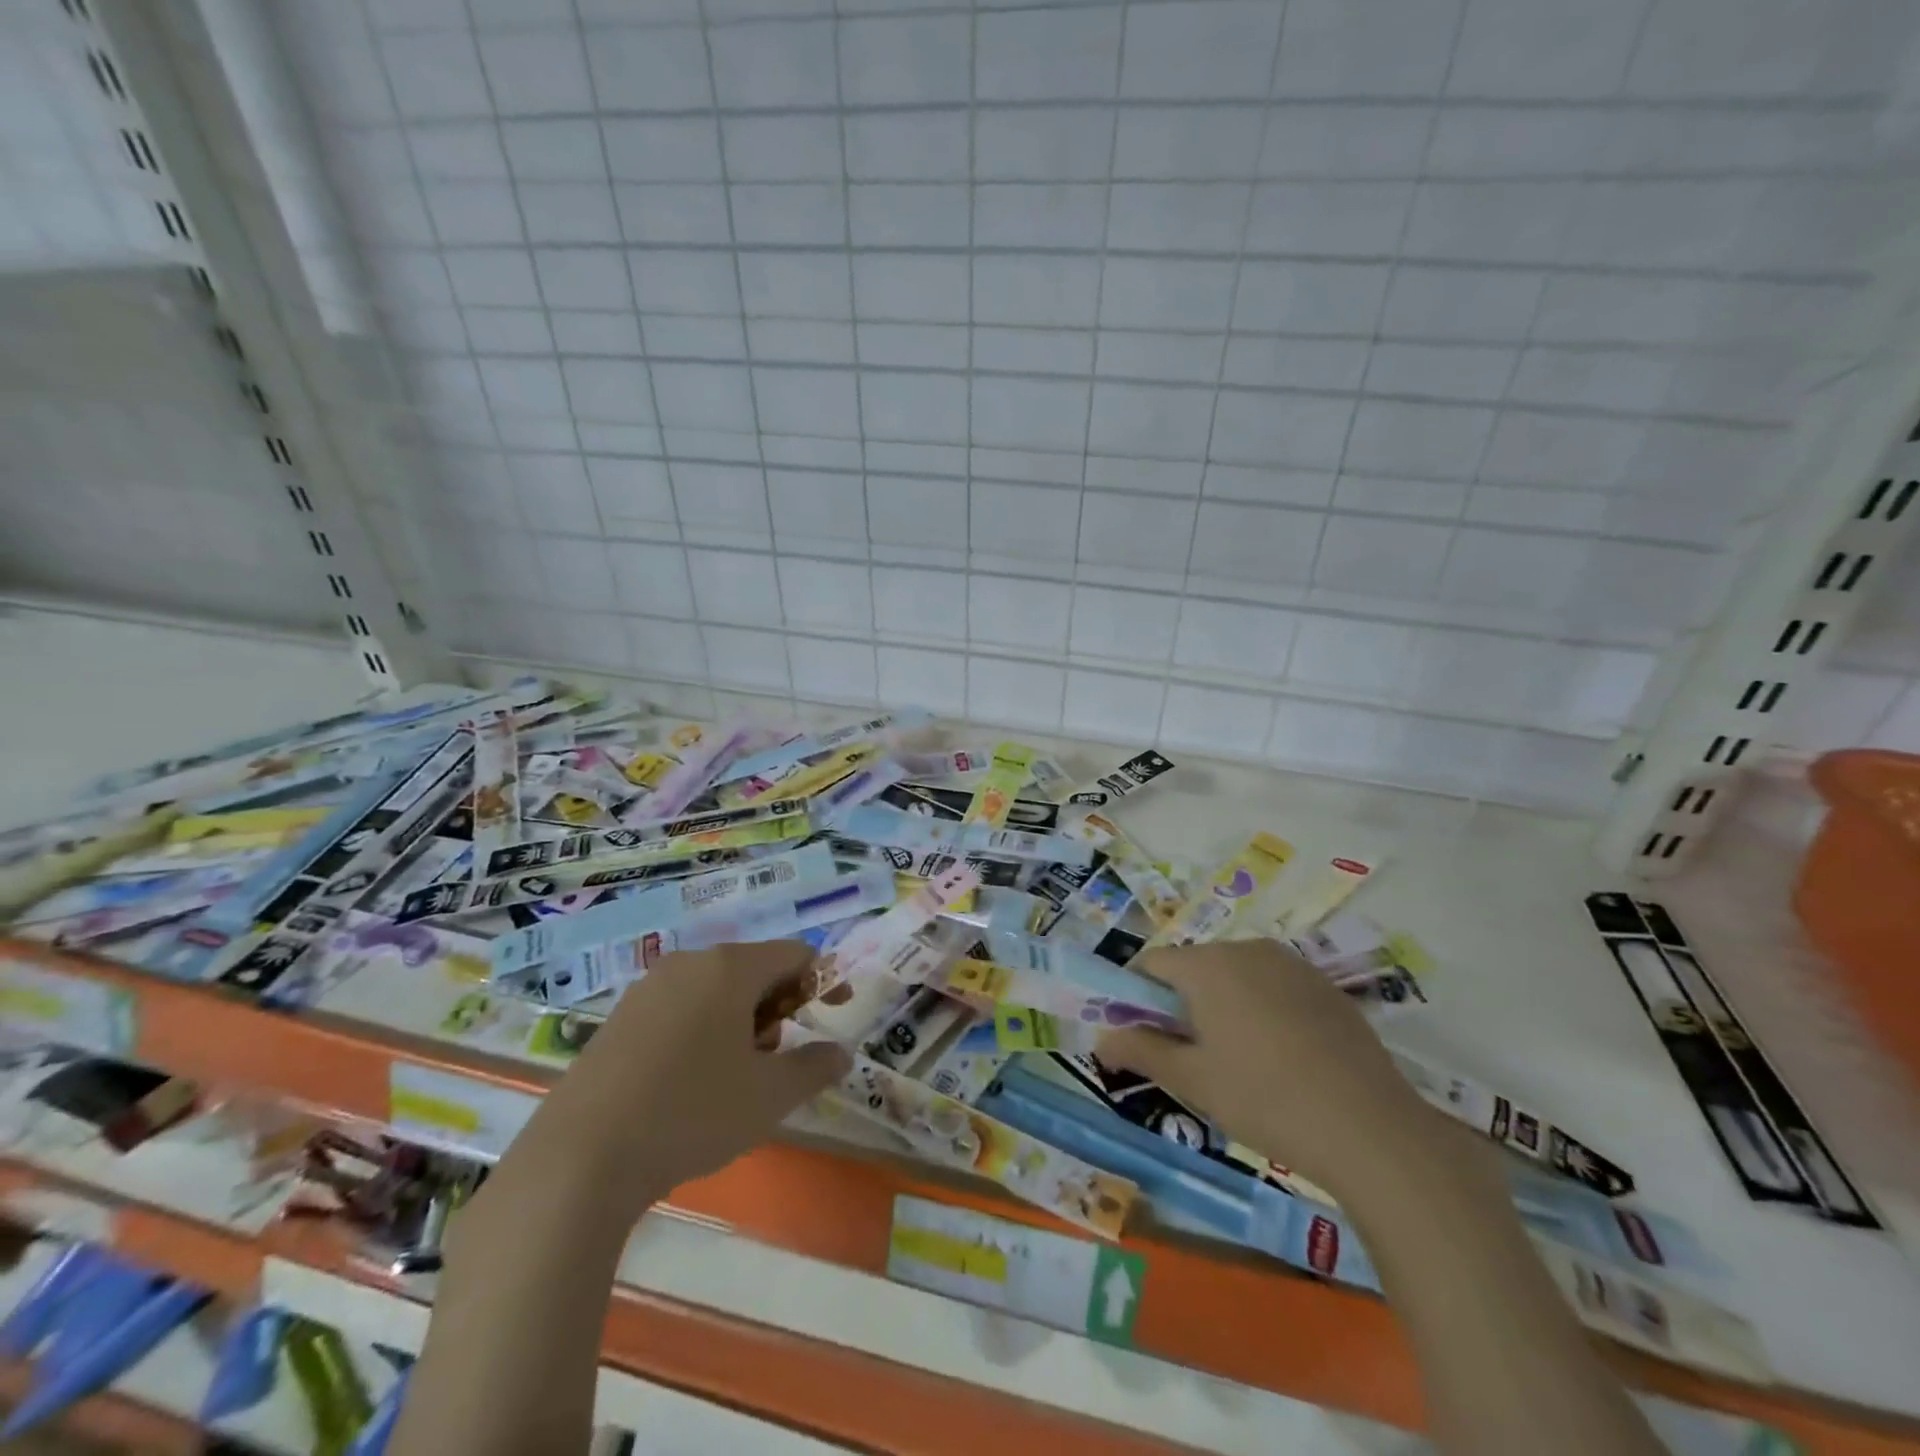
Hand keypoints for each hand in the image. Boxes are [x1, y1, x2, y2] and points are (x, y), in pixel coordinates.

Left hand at [527, 940, 849, 1215]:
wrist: (580, 1159)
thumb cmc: (692, 1113)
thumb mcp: (770, 1096)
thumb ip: (815, 1067)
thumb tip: (841, 1054)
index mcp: (730, 967)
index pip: (795, 954)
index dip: (822, 981)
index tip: (833, 1016)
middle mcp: (688, 963)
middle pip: (753, 969)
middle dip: (778, 1006)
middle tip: (779, 1057)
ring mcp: (647, 988)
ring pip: (715, 989)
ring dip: (741, 1021)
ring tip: (736, 1076)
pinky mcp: (618, 1019)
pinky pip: (679, 1008)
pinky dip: (703, 1030)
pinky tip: (689, 1083)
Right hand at [1098, 940, 1426, 1203]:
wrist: (1371, 1128)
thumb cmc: (1264, 1098)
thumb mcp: (1192, 1080)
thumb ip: (1140, 1051)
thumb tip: (1099, 1039)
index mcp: (1208, 964)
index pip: (1152, 963)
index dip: (1137, 995)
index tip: (1142, 1035)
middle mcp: (1247, 949)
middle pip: (1195, 966)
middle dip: (1182, 1002)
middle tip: (1190, 1056)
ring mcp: (1291, 964)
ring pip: (1236, 975)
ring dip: (1222, 1005)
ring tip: (1238, 1060)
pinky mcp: (1325, 986)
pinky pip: (1274, 986)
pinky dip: (1262, 1009)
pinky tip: (1282, 1058)